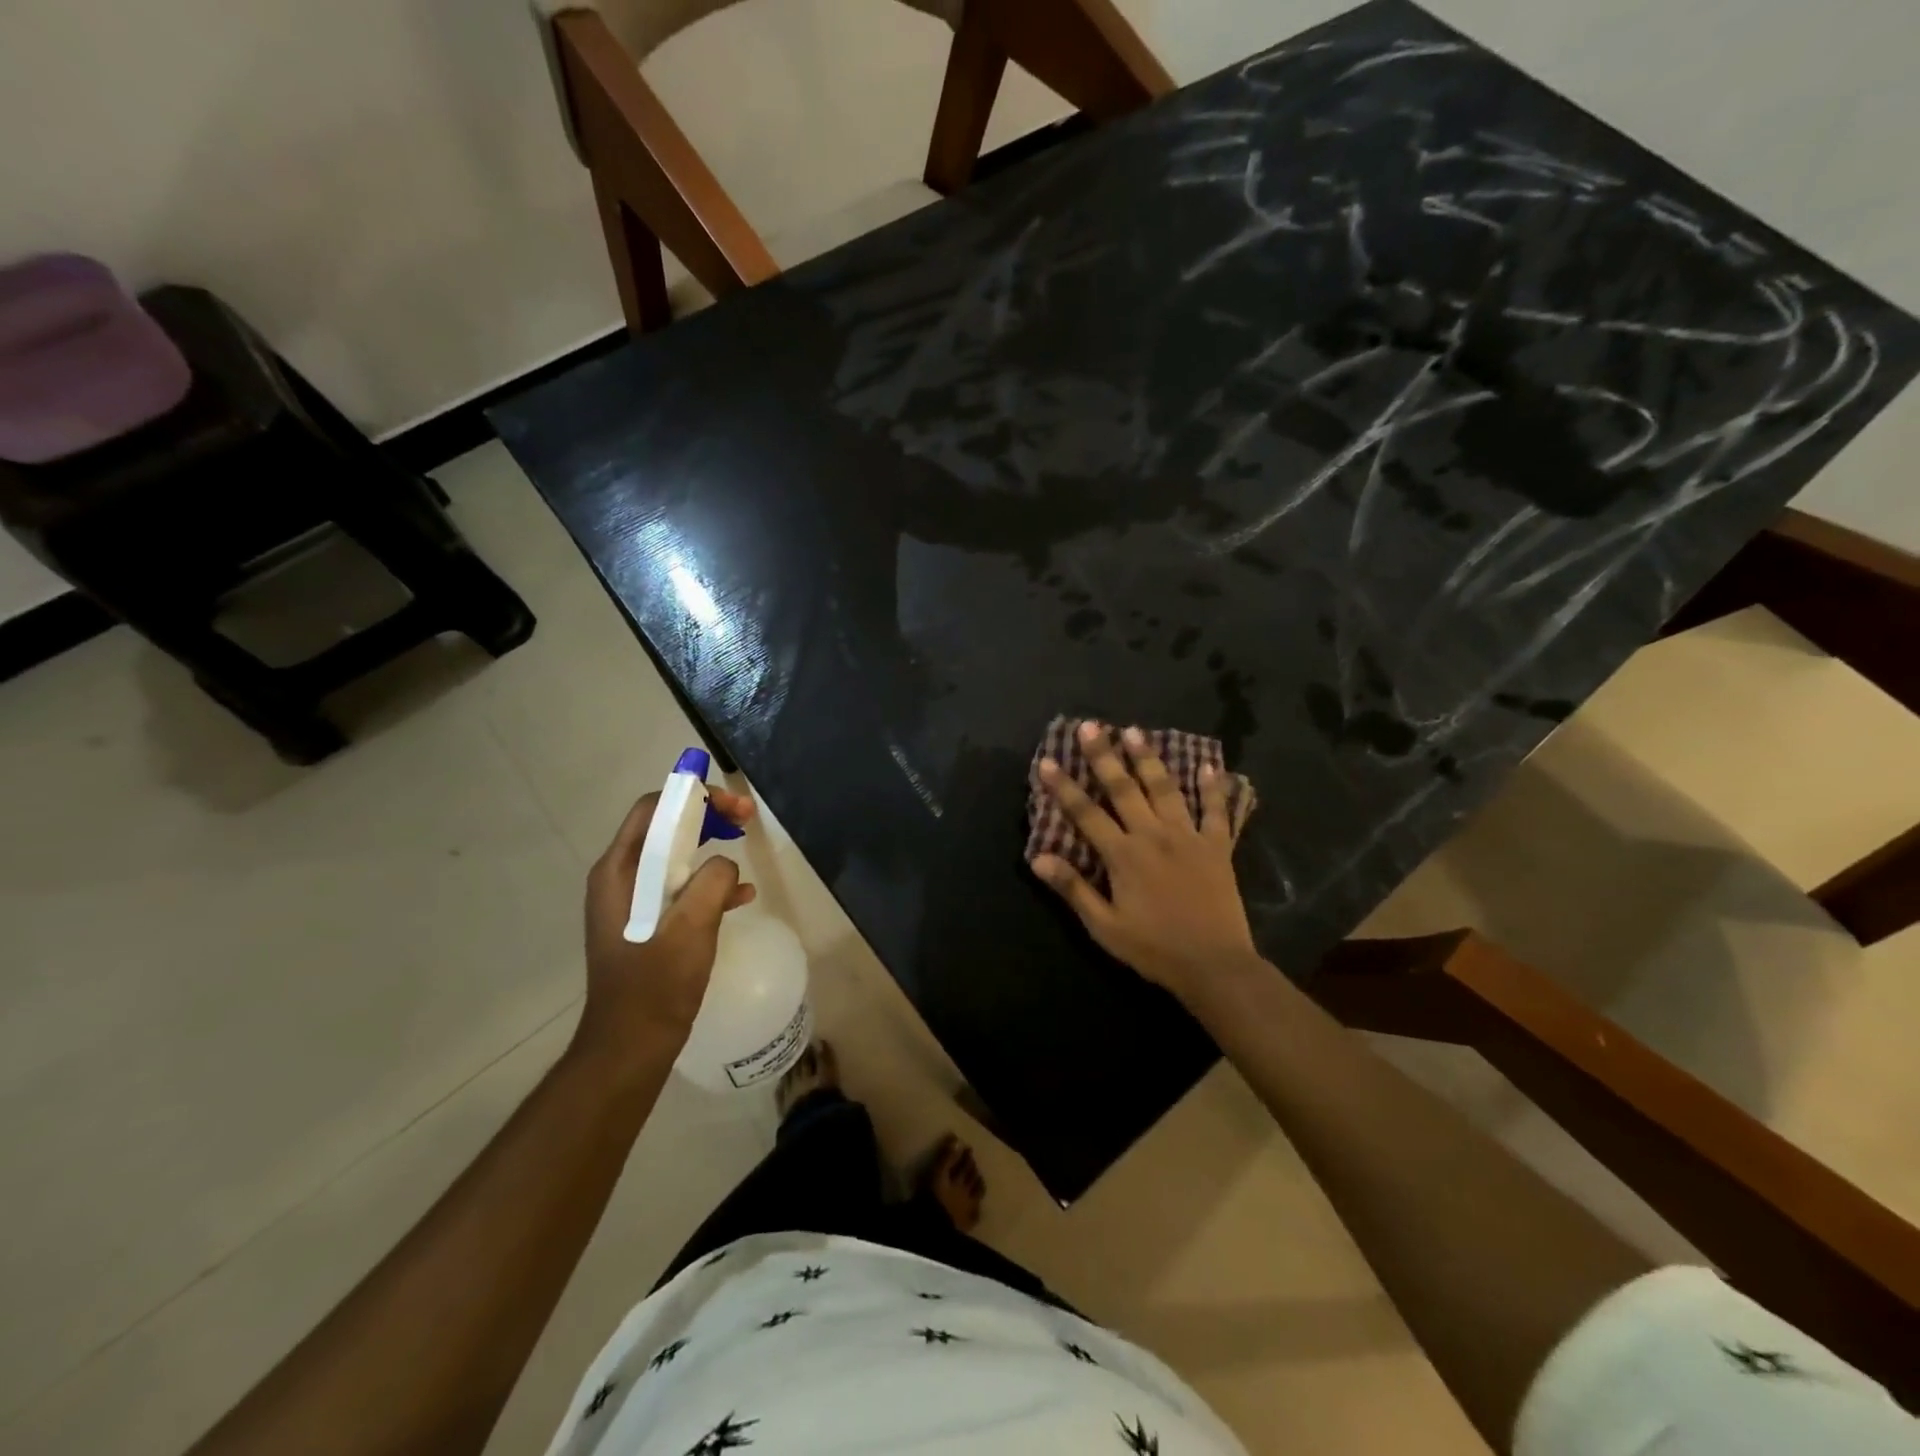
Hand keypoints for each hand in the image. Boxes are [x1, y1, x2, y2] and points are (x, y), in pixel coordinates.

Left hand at [576, 787, 757, 1065]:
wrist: (631, 1045)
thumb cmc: (656, 984)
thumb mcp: (692, 926)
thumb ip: (713, 881)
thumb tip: (724, 865)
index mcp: (620, 871)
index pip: (654, 809)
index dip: (694, 796)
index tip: (733, 806)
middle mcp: (620, 878)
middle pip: (664, 828)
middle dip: (706, 817)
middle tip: (745, 820)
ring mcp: (632, 902)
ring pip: (675, 856)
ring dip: (711, 847)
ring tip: (745, 848)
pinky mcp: (648, 923)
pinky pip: (679, 887)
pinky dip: (708, 882)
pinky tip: (741, 897)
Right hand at [1031, 723, 1261, 1005]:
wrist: (1214, 965)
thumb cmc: (1153, 948)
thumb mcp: (1104, 926)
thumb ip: (1073, 889)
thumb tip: (1038, 858)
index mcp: (1123, 855)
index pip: (1086, 813)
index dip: (1064, 786)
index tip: (1048, 760)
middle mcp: (1153, 836)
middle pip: (1123, 789)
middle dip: (1104, 756)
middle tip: (1091, 726)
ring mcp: (1188, 837)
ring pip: (1165, 789)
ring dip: (1148, 759)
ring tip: (1135, 731)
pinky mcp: (1217, 847)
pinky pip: (1215, 811)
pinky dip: (1212, 787)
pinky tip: (1210, 764)